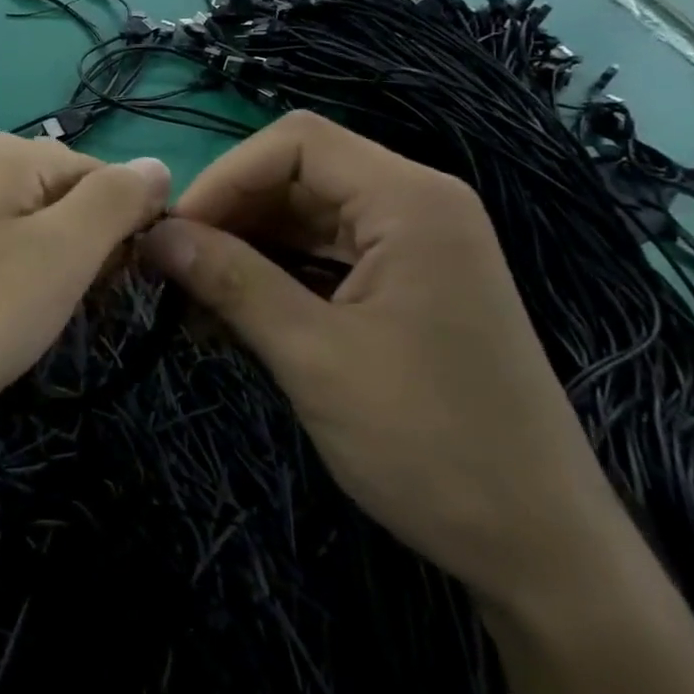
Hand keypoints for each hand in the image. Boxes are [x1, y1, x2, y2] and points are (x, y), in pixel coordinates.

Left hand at [0, 134, 169, 451]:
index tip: (112, 293)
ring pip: (26, 236)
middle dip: (82, 259)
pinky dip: (3, 292)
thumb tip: (157, 164)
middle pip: (63, 203)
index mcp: (9, 155)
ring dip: (45, 281)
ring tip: (24, 330)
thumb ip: (116, 201)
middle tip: (64, 315)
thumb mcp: (60, 254)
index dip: (124, 235)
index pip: (104, 177)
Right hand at [141, 112, 627, 613]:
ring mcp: (415, 247)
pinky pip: (324, 257)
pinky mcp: (407, 286)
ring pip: (305, 217)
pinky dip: (274, 277)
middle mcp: (416, 206)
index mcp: (410, 201)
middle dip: (229, 215)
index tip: (173, 234)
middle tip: (170, 268)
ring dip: (244, 249)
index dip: (225, 177)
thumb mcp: (313, 356)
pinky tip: (231, 315)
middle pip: (298, 175)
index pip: (296, 142)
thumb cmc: (430, 444)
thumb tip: (154, 236)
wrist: (539, 550)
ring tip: (190, 298)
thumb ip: (230, 281)